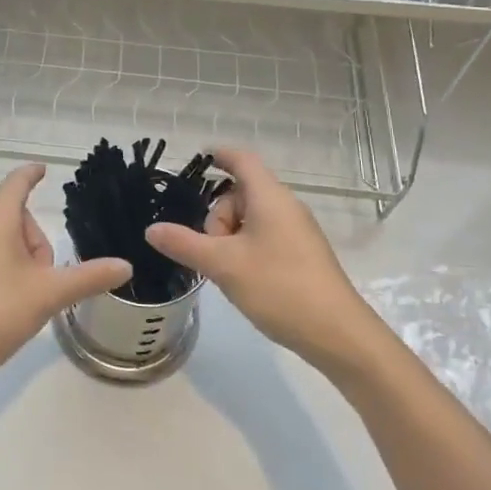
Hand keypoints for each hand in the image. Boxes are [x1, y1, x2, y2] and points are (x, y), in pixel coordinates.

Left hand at [0, 164, 132, 392]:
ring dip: (21, 261)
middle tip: (44, 281)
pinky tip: (5, 306)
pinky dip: (2, 271)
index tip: (44, 169)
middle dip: (37, 244)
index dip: (33, 174)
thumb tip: (125, 265)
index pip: (17, 182)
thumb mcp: (47, 295)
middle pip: (16, 217)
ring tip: (26, 299)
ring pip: (1, 240)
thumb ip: (87, 277)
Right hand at [145, 146, 375, 366]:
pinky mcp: (303, 254)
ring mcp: (297, 231)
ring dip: (231, 237)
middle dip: (218, 216)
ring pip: (251, 218)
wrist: (338, 334)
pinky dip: (247, 248)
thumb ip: (184, 244)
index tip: (196, 161)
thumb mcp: (223, 265)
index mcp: (269, 197)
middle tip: (212, 250)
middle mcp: (286, 206)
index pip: (241, 159)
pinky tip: (245, 279)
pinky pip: (266, 236)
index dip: (218, 155)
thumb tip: (152, 229)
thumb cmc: (279, 288)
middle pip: (241, 192)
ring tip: (228, 271)